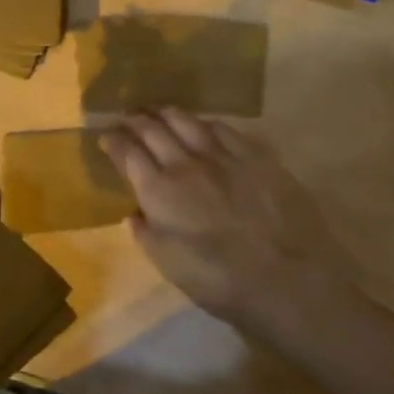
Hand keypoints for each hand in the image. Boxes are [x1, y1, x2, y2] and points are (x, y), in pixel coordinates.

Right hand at [102, 109, 356, 342]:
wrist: (287, 277)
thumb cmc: (220, 281)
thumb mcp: (169, 265)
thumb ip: (146, 234)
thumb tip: (134, 213)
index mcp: (159, 190)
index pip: (128, 153)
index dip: (113, 141)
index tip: (106, 137)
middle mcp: (185, 163)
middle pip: (153, 129)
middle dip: (135, 120)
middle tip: (127, 117)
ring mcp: (222, 154)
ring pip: (185, 120)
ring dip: (166, 113)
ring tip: (158, 112)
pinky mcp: (254, 154)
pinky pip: (222, 127)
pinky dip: (203, 122)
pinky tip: (202, 125)